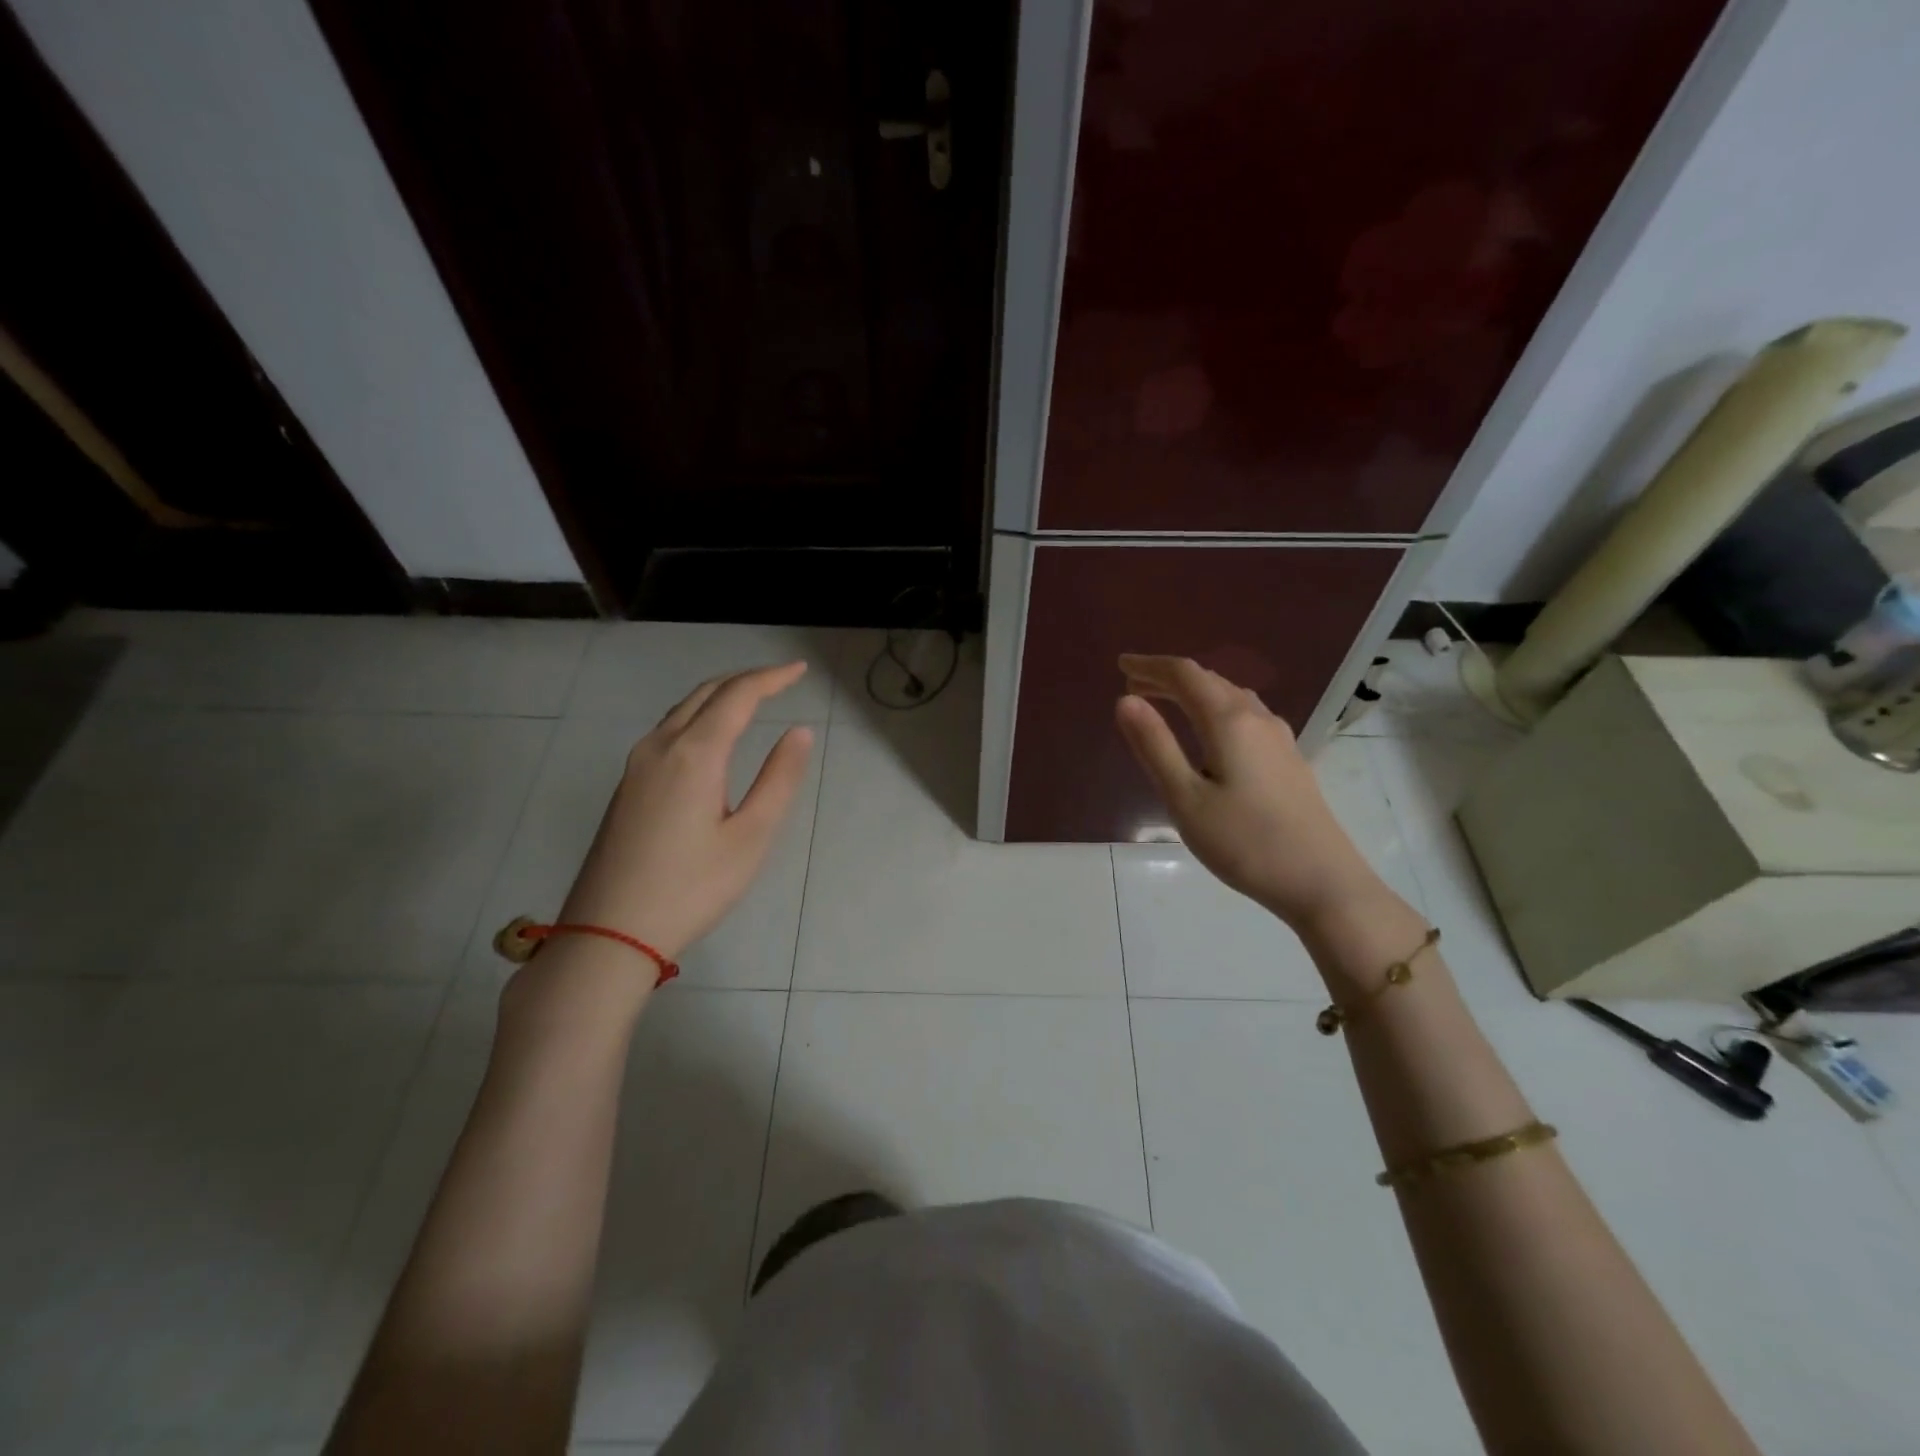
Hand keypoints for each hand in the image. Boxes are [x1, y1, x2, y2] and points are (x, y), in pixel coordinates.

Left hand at [554, 662, 814, 962]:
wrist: (609, 932)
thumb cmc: (691, 888)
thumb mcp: (751, 837)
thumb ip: (779, 779)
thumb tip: (799, 732)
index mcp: (695, 754)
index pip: (738, 696)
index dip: (771, 678)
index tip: (800, 670)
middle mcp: (660, 747)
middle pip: (705, 694)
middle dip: (745, 680)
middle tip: (780, 680)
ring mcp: (636, 766)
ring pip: (682, 710)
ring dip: (719, 696)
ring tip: (751, 699)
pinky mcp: (627, 786)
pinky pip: (667, 731)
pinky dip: (698, 716)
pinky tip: (711, 736)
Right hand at [1114, 654, 1388, 929]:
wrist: (1322, 881)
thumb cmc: (1244, 843)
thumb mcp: (1185, 798)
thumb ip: (1155, 746)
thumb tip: (1125, 700)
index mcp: (1229, 721)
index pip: (1185, 675)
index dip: (1150, 666)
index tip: (1121, 664)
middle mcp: (1257, 718)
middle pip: (1209, 681)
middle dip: (1169, 677)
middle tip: (1134, 684)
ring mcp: (1278, 738)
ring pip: (1230, 696)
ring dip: (1193, 692)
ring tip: (1164, 702)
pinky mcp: (1288, 759)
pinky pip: (1244, 715)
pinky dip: (1214, 708)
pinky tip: (1208, 732)